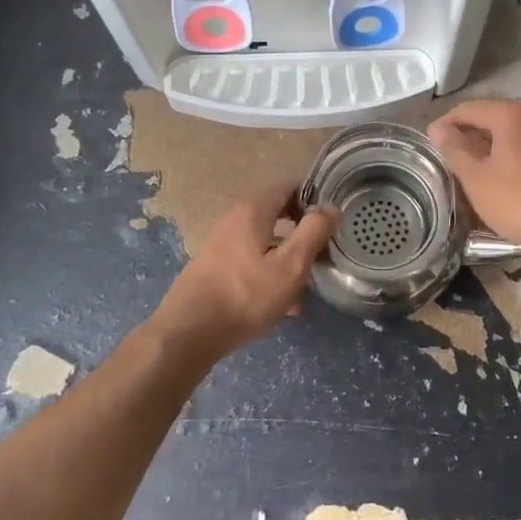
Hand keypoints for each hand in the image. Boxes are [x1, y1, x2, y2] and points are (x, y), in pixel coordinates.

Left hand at [146, 183, 339, 364]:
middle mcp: (233, 219)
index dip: (312, 196)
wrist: (188, 334)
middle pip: (275, 213)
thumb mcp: (290, 266)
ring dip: (286, 256)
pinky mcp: (213, 267)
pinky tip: (281, 303)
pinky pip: (250, 261)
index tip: (332, 215)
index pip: (287, 186)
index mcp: (253, 211)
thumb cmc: (245, 296)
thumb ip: (313, 232)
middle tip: (322, 249)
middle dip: (301, 229)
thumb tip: (331, 207)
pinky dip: (268, 272)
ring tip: (306, 284)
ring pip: (264, 241)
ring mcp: (220, 244)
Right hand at [429, 98, 520, 259]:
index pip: (468, 109)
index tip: (430, 144)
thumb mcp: (477, 178)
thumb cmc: (520, 200)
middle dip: (469, 136)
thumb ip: (455, 149)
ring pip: (513, 135)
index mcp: (512, 113)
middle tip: (449, 159)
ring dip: (491, 149)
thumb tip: (438, 129)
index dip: (445, 125)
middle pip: (493, 119)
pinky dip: (512, 159)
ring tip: (474, 172)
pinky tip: (504, 181)